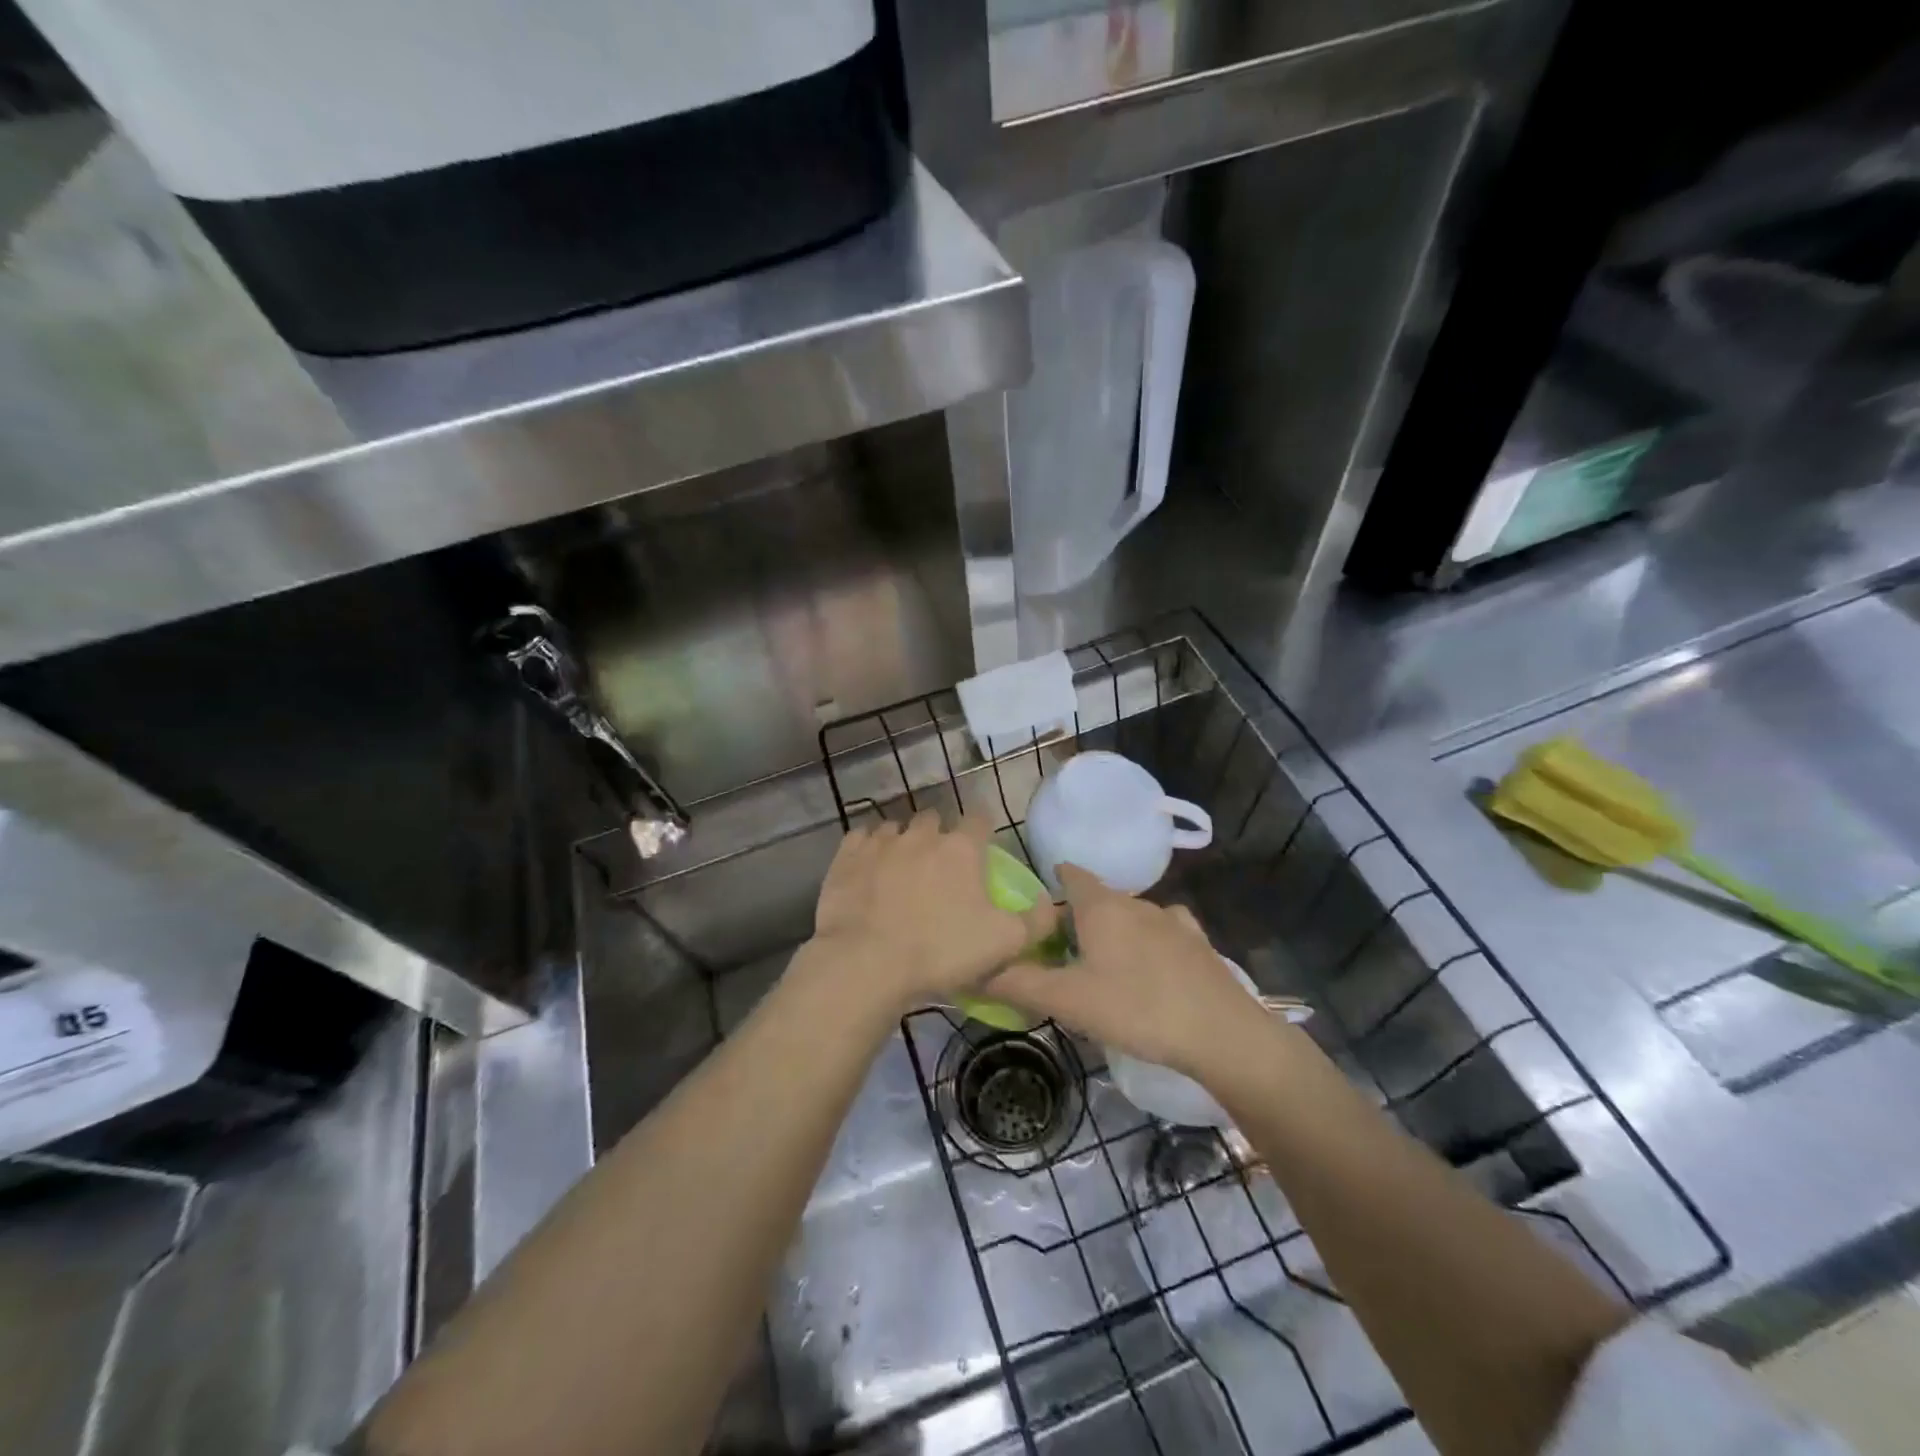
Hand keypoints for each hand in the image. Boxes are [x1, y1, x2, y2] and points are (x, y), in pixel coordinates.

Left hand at [801, 811, 1058, 1015]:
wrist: (867, 962)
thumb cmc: (941, 951)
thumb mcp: (1005, 943)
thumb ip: (1036, 921)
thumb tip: (1051, 904)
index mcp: (961, 849)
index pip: (979, 819)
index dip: (982, 830)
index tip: (981, 847)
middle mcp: (922, 835)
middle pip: (934, 819)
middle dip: (939, 834)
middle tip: (938, 865)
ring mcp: (881, 842)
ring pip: (896, 827)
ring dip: (902, 841)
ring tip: (900, 869)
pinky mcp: (847, 856)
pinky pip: (860, 838)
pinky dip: (867, 848)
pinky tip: (868, 868)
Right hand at [987, 864, 1273, 1077]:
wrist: (1220, 1032)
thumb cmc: (1136, 1009)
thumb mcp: (1068, 1001)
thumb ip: (1019, 983)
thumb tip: (975, 971)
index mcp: (1101, 907)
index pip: (1070, 874)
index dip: (1051, 882)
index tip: (1036, 904)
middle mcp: (1136, 902)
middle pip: (1099, 898)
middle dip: (1078, 916)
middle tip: (1061, 950)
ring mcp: (1172, 920)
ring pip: (1132, 915)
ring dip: (1115, 930)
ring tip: (1103, 963)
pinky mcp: (1198, 942)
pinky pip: (1165, 931)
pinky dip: (1150, 942)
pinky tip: (1152, 965)